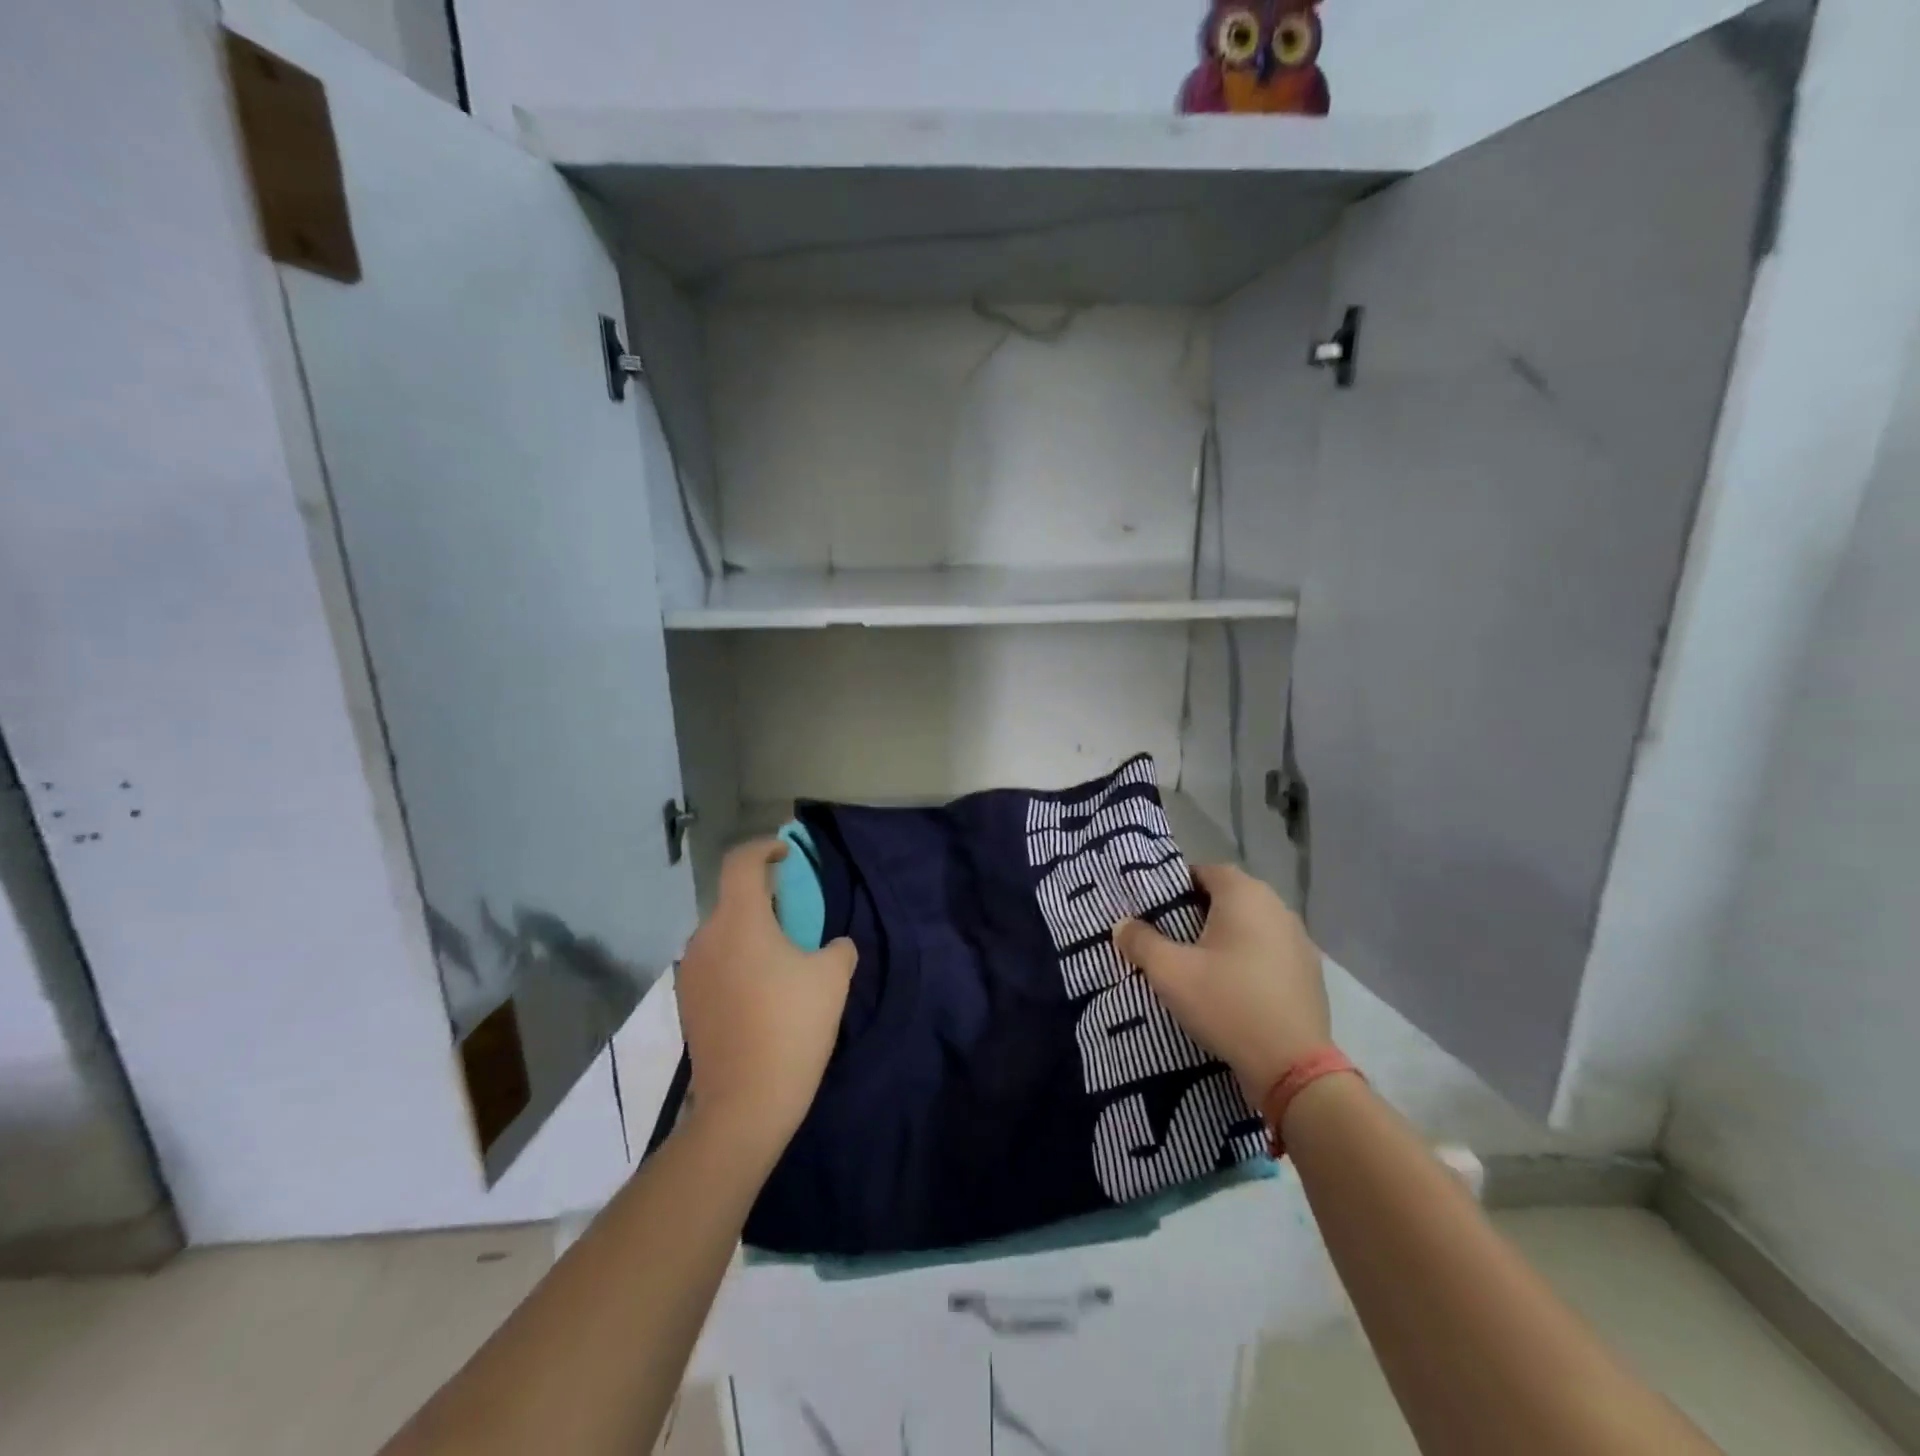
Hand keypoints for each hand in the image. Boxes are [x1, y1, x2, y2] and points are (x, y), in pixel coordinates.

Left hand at [674, 839, 857, 1162]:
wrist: (745, 1104)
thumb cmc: (792, 1027)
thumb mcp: (833, 978)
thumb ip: (837, 948)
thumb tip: (833, 946)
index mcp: (739, 921)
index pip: (741, 862)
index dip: (763, 848)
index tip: (784, 854)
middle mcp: (706, 938)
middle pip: (732, 901)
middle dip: (763, 902)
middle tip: (795, 923)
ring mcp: (691, 973)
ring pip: (723, 935)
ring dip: (749, 936)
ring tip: (780, 964)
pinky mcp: (687, 1004)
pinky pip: (714, 965)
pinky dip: (737, 964)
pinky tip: (760, 996)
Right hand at [1114, 864, 1330, 1104]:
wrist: (1293, 1066)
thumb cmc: (1227, 1004)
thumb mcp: (1170, 973)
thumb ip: (1141, 942)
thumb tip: (1122, 924)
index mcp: (1244, 895)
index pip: (1205, 871)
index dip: (1178, 887)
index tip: (1157, 911)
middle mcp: (1277, 907)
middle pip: (1230, 896)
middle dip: (1200, 912)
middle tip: (1172, 938)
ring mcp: (1299, 940)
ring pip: (1252, 925)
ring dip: (1227, 936)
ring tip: (1201, 964)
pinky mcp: (1310, 972)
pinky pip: (1270, 951)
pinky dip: (1250, 959)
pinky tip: (1234, 987)